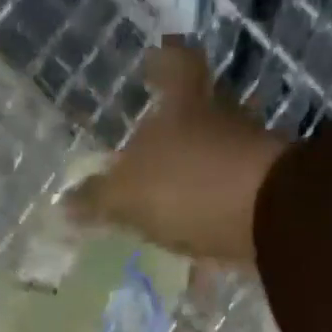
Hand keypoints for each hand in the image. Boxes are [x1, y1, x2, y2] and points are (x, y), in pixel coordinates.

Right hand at [66, 44, 287, 267]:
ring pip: (213, 168)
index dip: (161, 65)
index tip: (149, 66)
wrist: (268, 221)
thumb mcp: (129, 196)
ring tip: (166, 219)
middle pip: (197, 118)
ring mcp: (246, 162)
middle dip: (176, 138)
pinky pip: (227, 215)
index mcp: (187, 103)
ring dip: (191, 190)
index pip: (175, 65)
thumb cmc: (191, 188)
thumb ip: (98, 201)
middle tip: (151, 160)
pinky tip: (194, 266)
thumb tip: (64, 206)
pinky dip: (210, 234)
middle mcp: (221, 122)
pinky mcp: (263, 204)